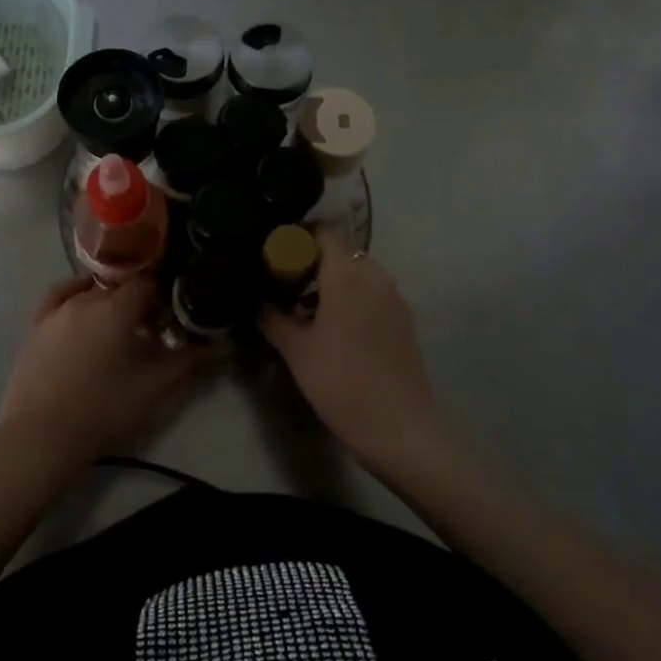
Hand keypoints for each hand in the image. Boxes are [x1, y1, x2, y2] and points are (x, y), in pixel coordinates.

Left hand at [0, 274, 207, 468]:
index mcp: (117, 308)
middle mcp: (87, 298)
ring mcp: (58, 310)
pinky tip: (83, 302)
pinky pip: (60, 295)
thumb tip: (221, 344)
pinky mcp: (37, 324)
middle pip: (120, 288)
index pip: (148, 284)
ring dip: (109, 301)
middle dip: (138, 302)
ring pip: (92, 291)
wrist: (41, 436)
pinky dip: (76, 293)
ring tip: (118, 327)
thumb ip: (189, 360)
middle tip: (150, 330)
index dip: (163, 296)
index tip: (171, 316)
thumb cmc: (104, 409)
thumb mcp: (154, 387)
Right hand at [258, 228, 438, 472]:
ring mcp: (395, 298)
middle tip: (286, 281)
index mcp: (347, 275)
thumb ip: (272, 318)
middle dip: (314, 259)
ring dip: (334, 280)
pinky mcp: (405, 320)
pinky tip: (336, 327)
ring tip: (307, 308)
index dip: (299, 235)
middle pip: (342, 251)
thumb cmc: (341, 383)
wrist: (400, 429)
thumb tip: (256, 300)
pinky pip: (374, 293)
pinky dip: (353, 297)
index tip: (277, 251)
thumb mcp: (296, 351)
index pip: (325, 231)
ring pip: (360, 272)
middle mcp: (375, 276)